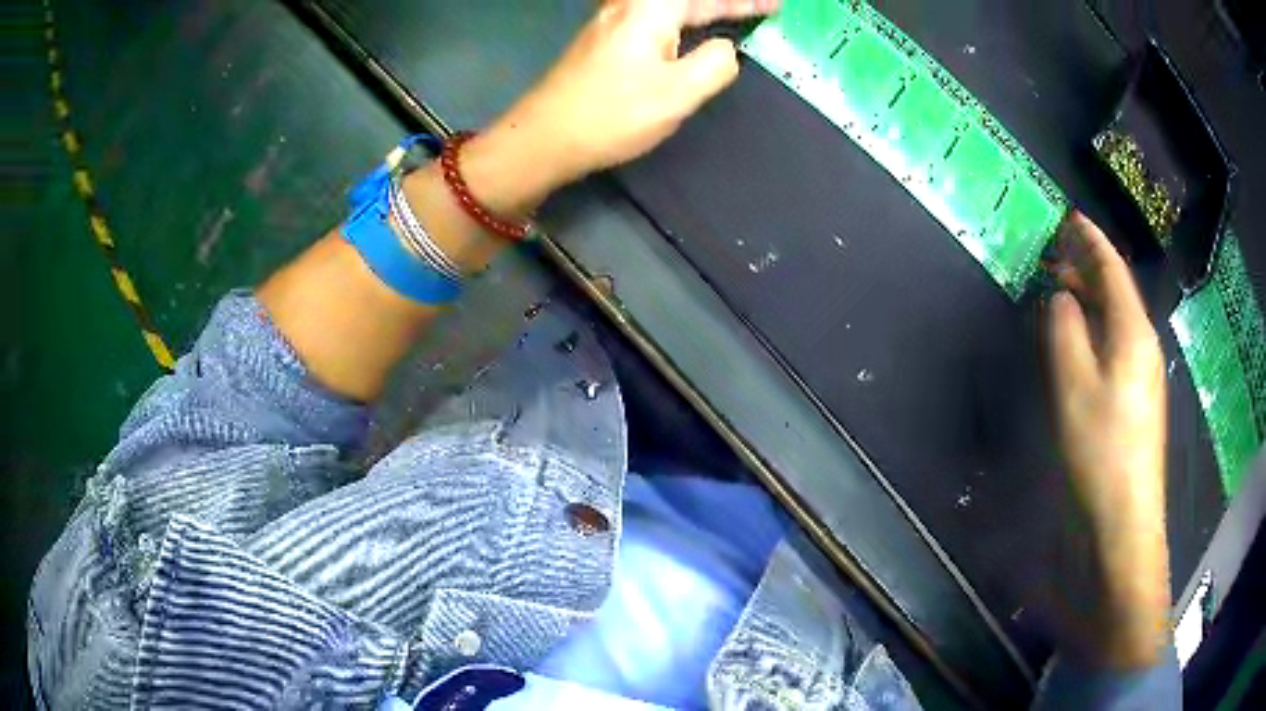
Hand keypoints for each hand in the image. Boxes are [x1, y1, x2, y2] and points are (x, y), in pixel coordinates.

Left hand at [490, 0, 778, 192]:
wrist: (544, 136)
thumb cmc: (612, 114)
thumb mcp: (678, 93)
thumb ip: (715, 64)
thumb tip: (724, 50)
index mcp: (651, 8)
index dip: (745, 0)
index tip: (776, 6)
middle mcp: (629, 5)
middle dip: (727, 3)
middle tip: (763, 10)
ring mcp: (613, 21)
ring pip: (670, 6)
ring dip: (705, 10)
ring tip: (735, 17)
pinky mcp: (604, 39)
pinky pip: (655, 18)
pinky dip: (684, 20)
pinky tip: (692, 32)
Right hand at [1045, 212, 1169, 667]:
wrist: (1123, 522)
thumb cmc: (1101, 451)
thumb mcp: (1074, 385)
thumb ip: (1065, 329)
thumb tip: (1060, 295)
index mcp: (1132, 331)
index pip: (1112, 269)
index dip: (1090, 239)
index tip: (1069, 216)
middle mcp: (1142, 344)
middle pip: (1116, 291)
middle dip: (1087, 266)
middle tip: (1053, 253)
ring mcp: (1142, 374)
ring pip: (1114, 319)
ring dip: (1089, 299)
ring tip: (1060, 289)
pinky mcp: (1135, 400)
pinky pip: (1114, 345)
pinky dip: (1093, 329)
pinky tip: (1077, 339)